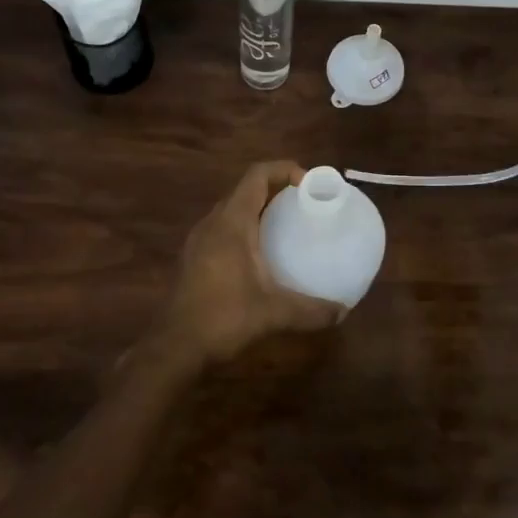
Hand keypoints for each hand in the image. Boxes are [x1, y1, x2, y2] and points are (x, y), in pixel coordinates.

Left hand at [157, 160, 345, 366]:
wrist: (175, 348)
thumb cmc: (223, 319)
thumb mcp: (274, 313)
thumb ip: (311, 310)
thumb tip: (343, 310)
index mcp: (231, 222)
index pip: (257, 175)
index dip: (284, 169)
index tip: (310, 183)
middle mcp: (212, 223)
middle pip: (245, 189)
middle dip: (275, 188)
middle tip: (304, 203)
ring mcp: (198, 240)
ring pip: (232, 209)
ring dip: (258, 208)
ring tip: (287, 224)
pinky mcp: (193, 258)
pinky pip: (222, 227)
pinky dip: (245, 227)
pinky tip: (260, 254)